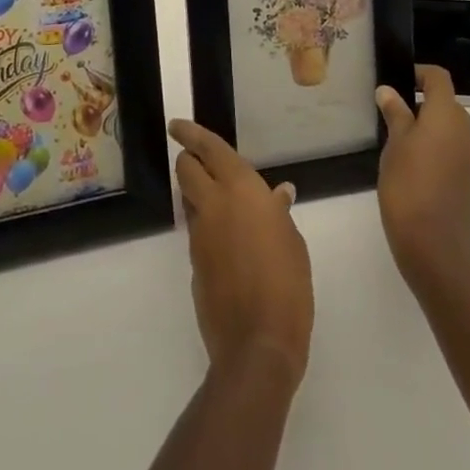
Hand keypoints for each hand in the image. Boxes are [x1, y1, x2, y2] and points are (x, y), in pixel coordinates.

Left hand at [169, 119, 314, 382]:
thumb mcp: (292, 240)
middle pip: (186, 169)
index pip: (209, 148)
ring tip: (219, 200)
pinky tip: (226, 239)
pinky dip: (205, 224)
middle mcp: (214, 204)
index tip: (177, 124)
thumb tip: (278, 195)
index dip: (190, 133)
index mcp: (241, 189)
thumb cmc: (287, 283)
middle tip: (200, 161)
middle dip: (189, 160)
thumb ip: (278, 212)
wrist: (258, 344)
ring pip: (188, 199)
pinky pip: (196, 230)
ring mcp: (200, 235)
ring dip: (196, 192)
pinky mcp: (194, 263)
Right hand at [376, 65, 469, 286]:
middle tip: (392, 118)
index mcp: (448, 116)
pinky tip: (417, 174)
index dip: (419, 74)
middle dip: (422, 105)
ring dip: (430, 131)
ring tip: (401, 147)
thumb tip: (388, 91)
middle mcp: (467, 132)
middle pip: (446, 104)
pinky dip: (438, 153)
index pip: (439, 78)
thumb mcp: (394, 146)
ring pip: (451, 131)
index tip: (397, 84)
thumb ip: (395, 114)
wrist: (436, 252)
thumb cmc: (409, 188)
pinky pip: (455, 155)